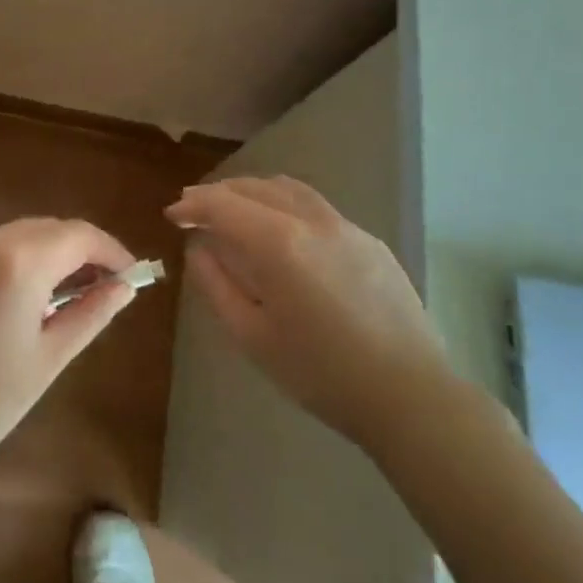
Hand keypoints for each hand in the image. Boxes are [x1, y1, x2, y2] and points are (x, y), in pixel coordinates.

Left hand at [0, 218, 140, 482]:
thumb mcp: (48, 360)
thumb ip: (91, 313)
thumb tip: (125, 285)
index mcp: (15, 266)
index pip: (76, 234)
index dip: (108, 248)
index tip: (125, 272)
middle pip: (40, 229)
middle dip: (71, 251)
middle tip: (91, 284)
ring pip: (2, 237)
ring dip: (29, 256)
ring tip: (39, 299)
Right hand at [168, 176, 453, 448]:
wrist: (409, 395)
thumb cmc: (321, 373)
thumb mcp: (252, 336)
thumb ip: (216, 284)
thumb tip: (199, 248)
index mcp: (278, 243)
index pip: (223, 204)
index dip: (192, 204)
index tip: (172, 214)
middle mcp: (311, 220)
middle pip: (253, 187)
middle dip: (217, 193)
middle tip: (193, 208)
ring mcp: (345, 226)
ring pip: (287, 189)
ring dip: (251, 191)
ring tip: (233, 209)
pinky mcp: (369, 240)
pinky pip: (315, 206)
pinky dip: (283, 204)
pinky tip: (281, 229)